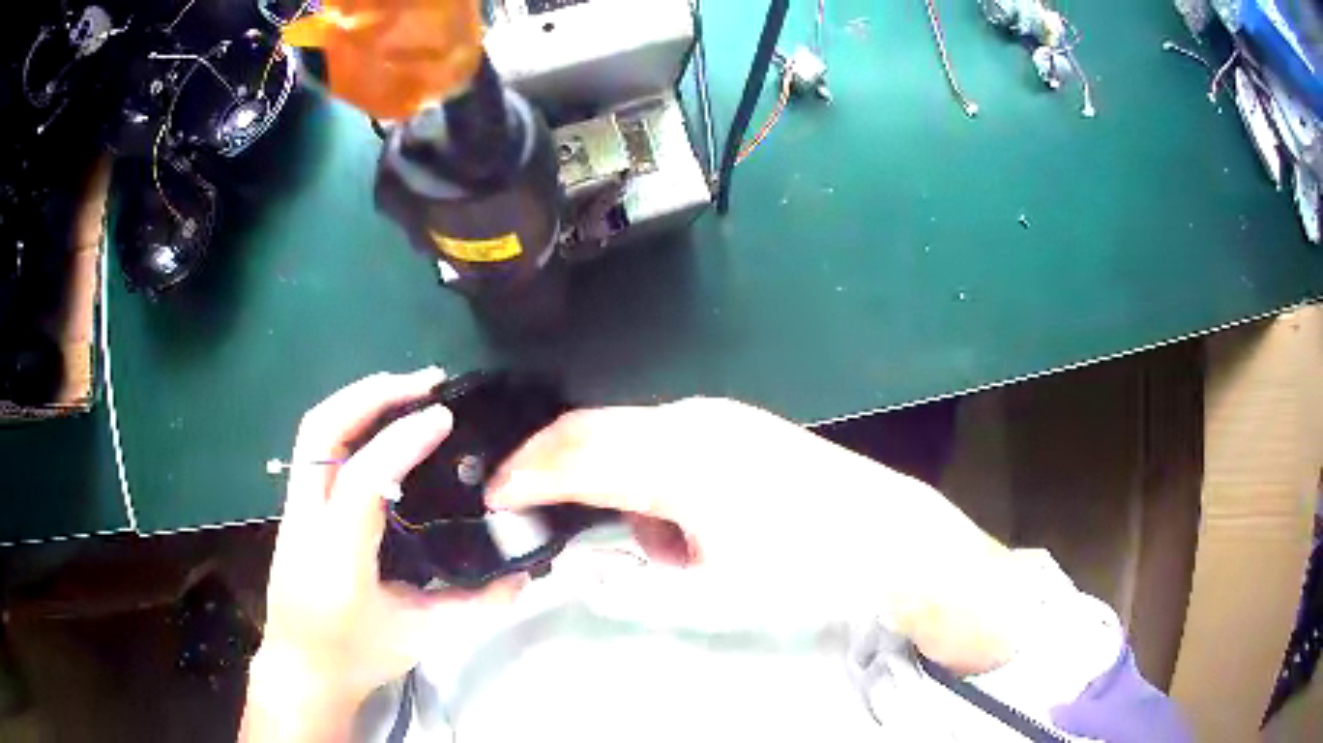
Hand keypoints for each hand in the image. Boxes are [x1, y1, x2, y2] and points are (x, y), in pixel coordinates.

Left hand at [242, 369, 523, 741]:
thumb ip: (475, 605)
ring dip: (359, 400)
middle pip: (322, 429)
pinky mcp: (296, 507)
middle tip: (424, 382)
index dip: (402, 440)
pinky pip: (316, 447)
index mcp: (338, 556)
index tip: (443, 417)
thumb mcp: (421, 636)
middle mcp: (307, 519)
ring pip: (314, 431)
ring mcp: (294, 508)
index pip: (363, 478)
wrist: (302, 669)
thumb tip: (523, 576)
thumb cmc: (357, 654)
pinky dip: (350, 421)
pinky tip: (381, 427)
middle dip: (371, 393)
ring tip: (407, 391)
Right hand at [486, 398, 1016, 673]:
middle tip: (523, 500)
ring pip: (631, 440)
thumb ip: (636, 564)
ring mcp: (721, 422)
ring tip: (658, 552)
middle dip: (552, 466)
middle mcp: (693, 424)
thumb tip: (597, 552)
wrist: (886, 543)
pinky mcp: (741, 431)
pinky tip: (688, 530)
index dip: (525, 475)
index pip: (577, 456)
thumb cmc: (801, 572)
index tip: (493, 495)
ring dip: (615, 486)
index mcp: (678, 460)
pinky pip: (669, 446)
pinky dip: (655, 486)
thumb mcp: (708, 583)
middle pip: (594, 430)